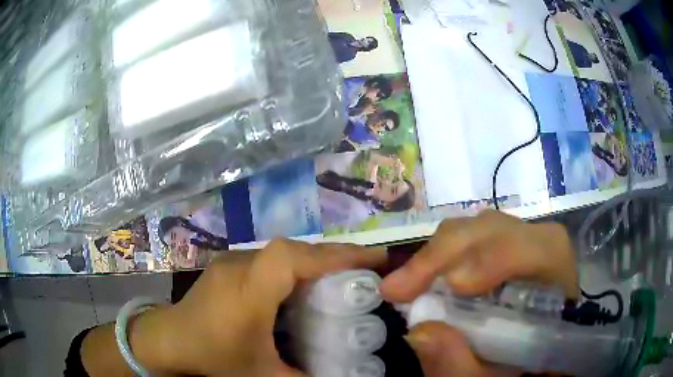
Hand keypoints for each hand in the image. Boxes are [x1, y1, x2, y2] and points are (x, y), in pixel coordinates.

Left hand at [83, 239, 386, 376]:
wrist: (167, 341)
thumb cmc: (212, 357)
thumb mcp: (262, 376)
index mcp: (248, 291)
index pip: (293, 258)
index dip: (336, 255)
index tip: (374, 261)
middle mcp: (241, 267)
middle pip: (295, 250)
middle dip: (335, 256)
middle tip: (369, 269)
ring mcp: (233, 263)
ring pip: (284, 253)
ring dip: (317, 261)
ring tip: (345, 277)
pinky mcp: (229, 268)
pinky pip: (271, 261)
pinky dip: (297, 268)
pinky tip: (305, 288)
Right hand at [379, 211, 578, 376]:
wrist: (517, 367)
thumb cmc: (511, 373)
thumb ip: (461, 367)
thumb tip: (419, 332)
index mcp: (559, 289)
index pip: (547, 249)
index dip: (501, 256)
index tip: (453, 286)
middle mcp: (544, 259)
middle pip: (505, 230)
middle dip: (451, 251)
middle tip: (400, 287)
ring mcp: (521, 252)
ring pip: (483, 228)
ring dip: (441, 251)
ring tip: (406, 284)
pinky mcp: (499, 254)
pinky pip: (471, 240)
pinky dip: (441, 255)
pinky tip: (422, 279)